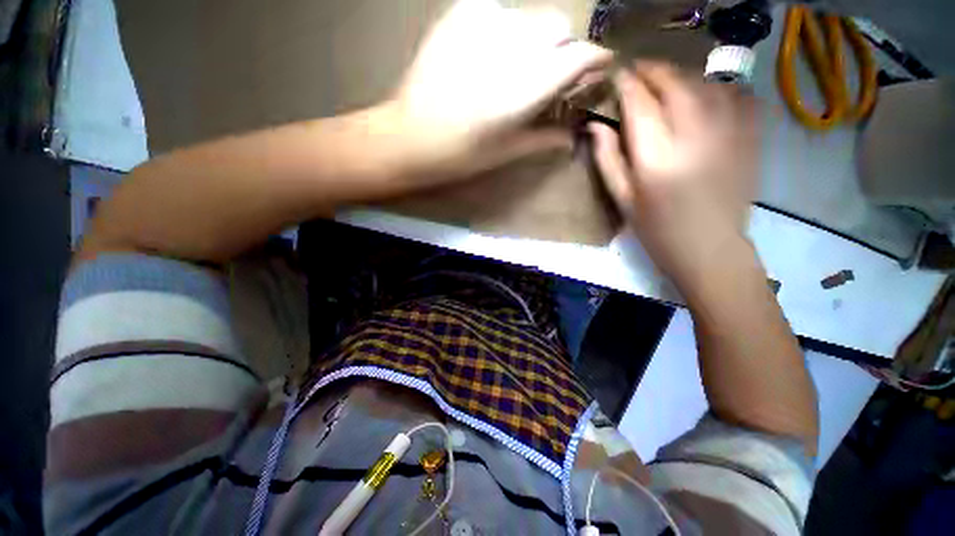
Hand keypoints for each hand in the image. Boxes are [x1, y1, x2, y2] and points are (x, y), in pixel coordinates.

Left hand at [384, 0, 611, 181]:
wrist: (411, 136)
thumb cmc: (463, 153)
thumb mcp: (508, 151)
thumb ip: (546, 138)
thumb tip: (573, 137)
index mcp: (527, 85)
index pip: (580, 55)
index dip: (595, 60)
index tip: (597, 69)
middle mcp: (513, 43)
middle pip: (559, 28)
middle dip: (560, 51)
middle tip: (544, 78)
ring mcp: (485, 20)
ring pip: (529, 19)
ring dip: (531, 41)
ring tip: (508, 70)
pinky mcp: (461, 12)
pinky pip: (498, 12)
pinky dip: (503, 32)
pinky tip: (486, 56)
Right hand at [590, 62, 758, 285]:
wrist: (710, 249)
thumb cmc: (656, 230)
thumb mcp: (622, 199)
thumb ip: (607, 158)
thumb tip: (595, 124)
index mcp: (656, 158)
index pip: (639, 102)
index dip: (625, 83)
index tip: (614, 75)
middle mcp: (695, 136)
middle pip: (674, 82)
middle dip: (652, 71)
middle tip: (636, 73)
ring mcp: (729, 132)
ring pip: (705, 82)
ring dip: (681, 76)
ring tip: (665, 84)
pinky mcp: (751, 136)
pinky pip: (737, 94)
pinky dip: (716, 86)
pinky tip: (704, 96)